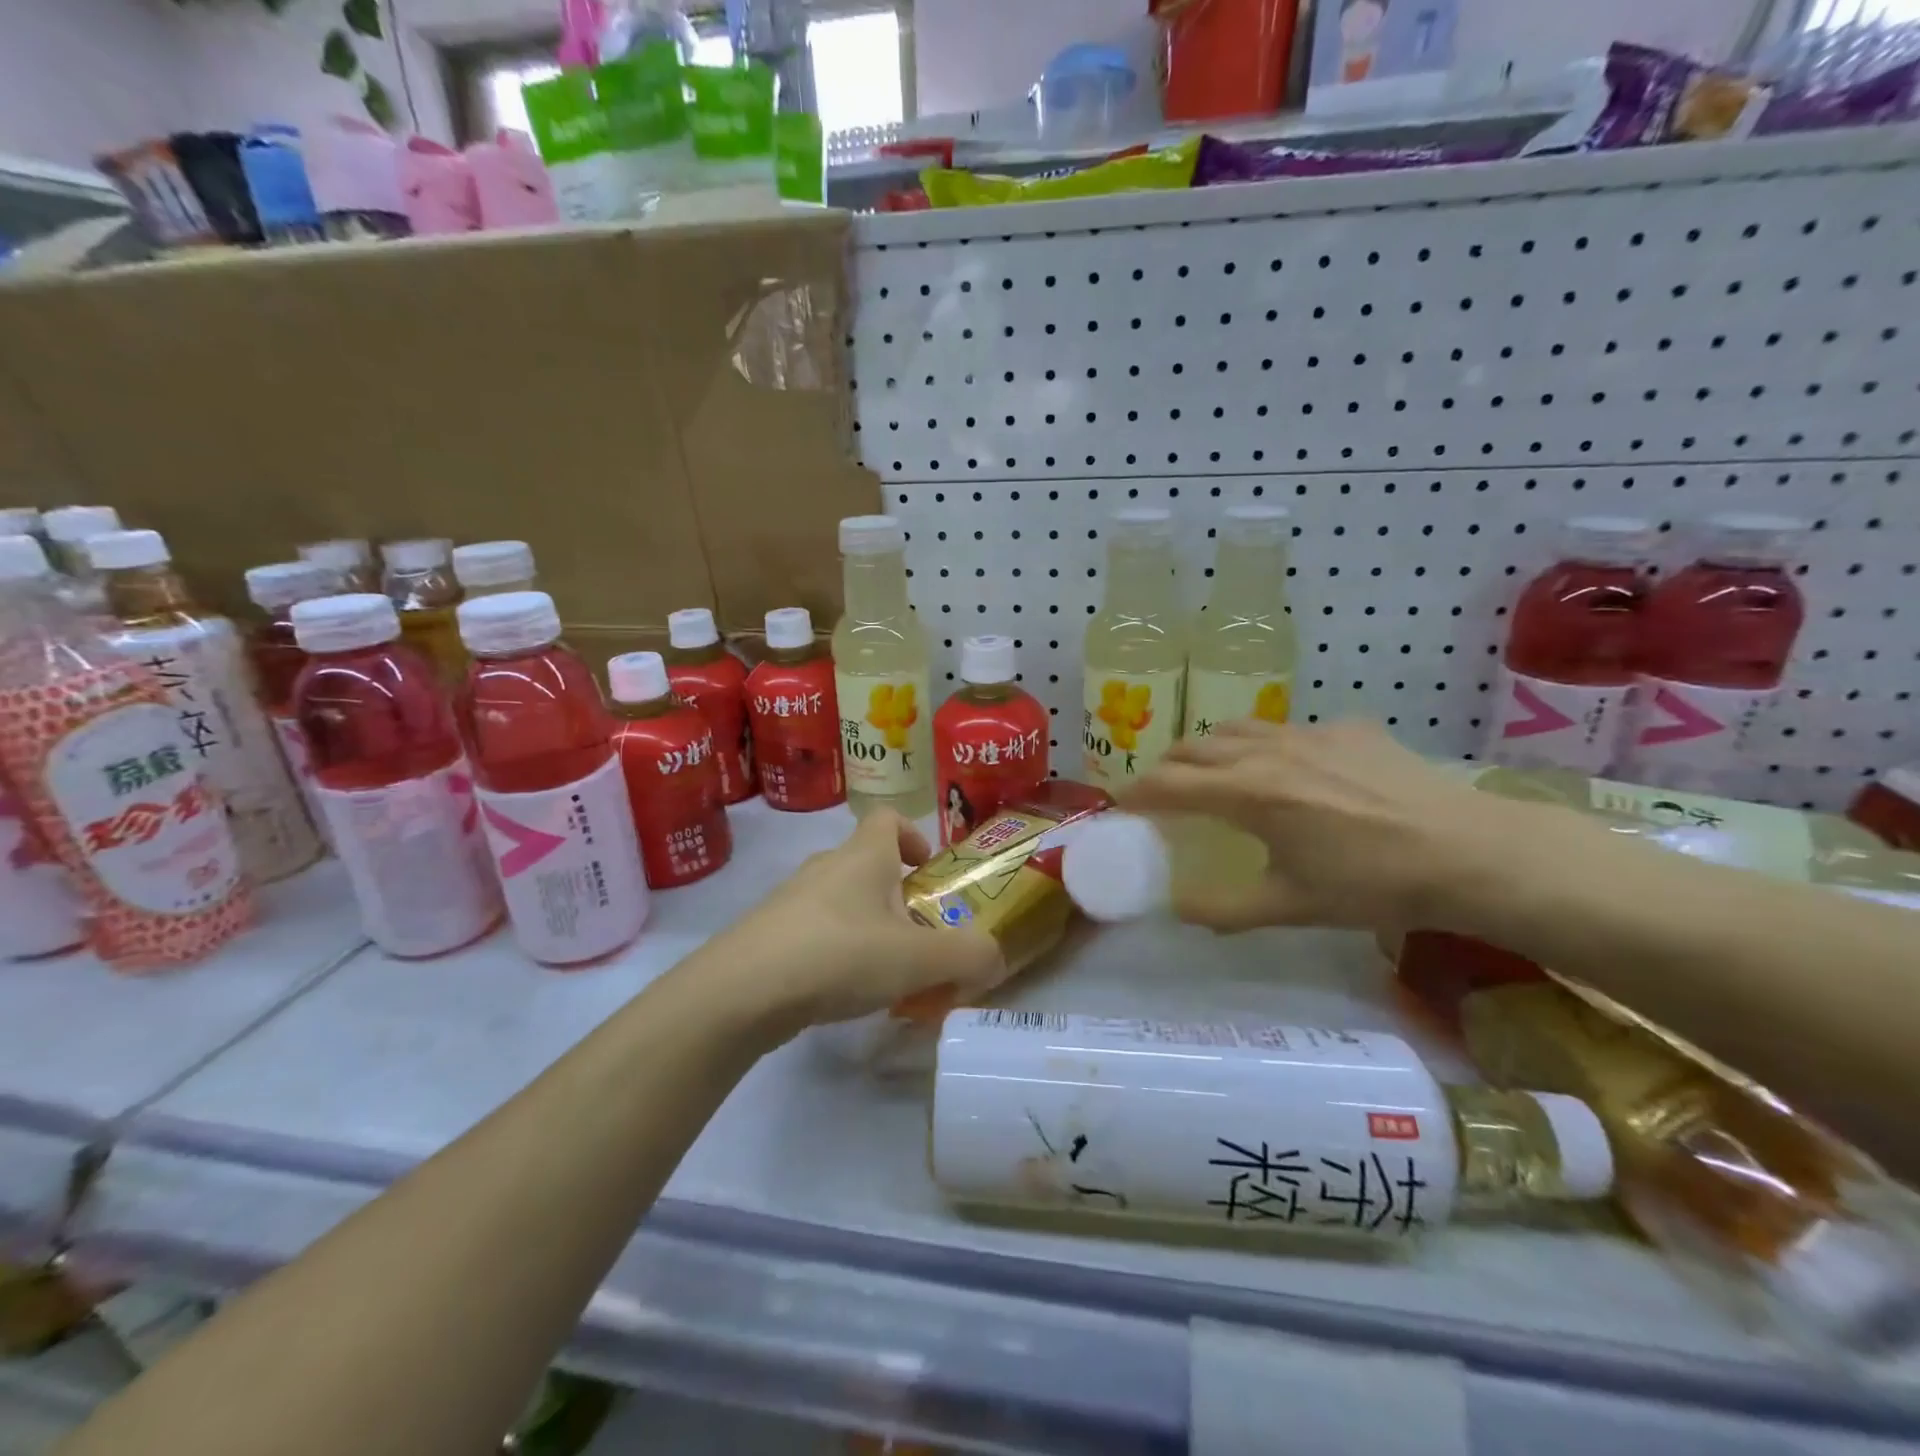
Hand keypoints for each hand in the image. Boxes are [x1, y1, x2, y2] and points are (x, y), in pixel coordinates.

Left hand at [709, 809, 1005, 1029]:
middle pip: (867, 865)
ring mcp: (791, 900)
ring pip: (841, 902)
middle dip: (897, 897)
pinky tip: (842, 994)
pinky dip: (836, 953)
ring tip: (885, 976)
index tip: (928, 871)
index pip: (887, 817)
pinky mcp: (768, 935)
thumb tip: (994, 957)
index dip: (913, 835)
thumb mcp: (918, 958)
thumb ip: (967, 956)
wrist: (741, 992)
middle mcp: (825, 867)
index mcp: (862, 856)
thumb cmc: (840, 954)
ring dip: (868, 928)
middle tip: (919, 939)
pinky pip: (815, 933)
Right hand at [1123, 719, 1544, 932]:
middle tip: (1162, 790)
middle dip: (1168, 766)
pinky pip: (1290, 729)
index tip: (1119, 802)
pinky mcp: (1349, 728)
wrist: (1470, 852)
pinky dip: (1269, 746)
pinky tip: (1293, 770)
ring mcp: (1310, 733)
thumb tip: (1177, 909)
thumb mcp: (1292, 907)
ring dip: (1211, 748)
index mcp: (1248, 793)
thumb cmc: (1373, 885)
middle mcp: (1268, 751)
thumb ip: (1224, 908)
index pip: (1170, 783)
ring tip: (1213, 770)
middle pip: (1196, 747)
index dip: (1137, 792)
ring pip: (1239, 728)